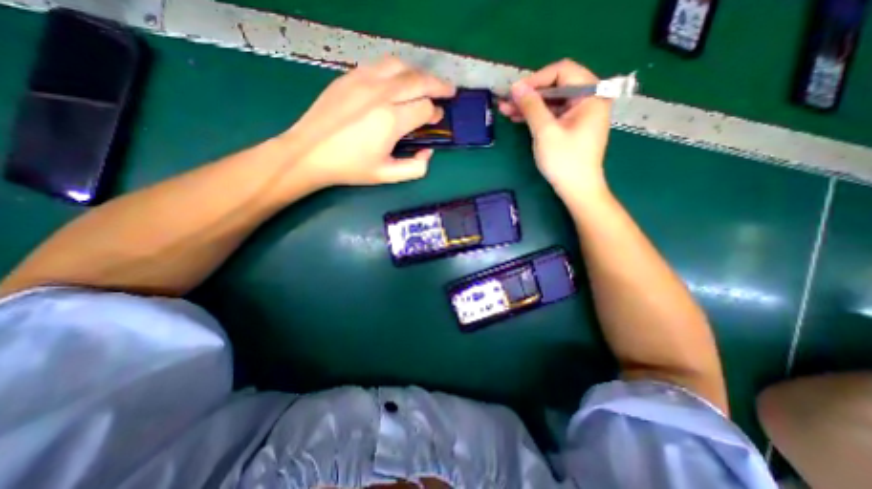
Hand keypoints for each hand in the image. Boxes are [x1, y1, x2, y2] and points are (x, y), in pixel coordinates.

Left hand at [279, 55, 456, 187]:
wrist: (309, 152)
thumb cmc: (350, 167)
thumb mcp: (387, 175)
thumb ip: (415, 168)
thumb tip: (427, 152)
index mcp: (391, 120)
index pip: (425, 107)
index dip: (435, 113)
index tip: (436, 119)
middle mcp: (381, 94)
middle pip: (419, 80)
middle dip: (439, 85)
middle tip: (449, 91)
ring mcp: (364, 80)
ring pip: (401, 67)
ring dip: (419, 74)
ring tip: (426, 84)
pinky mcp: (350, 76)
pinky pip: (381, 65)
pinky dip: (397, 71)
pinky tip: (398, 81)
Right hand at [498, 60, 611, 203]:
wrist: (577, 189)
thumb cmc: (564, 161)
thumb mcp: (545, 131)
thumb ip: (532, 106)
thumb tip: (516, 86)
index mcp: (591, 94)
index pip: (562, 71)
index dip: (536, 79)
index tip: (515, 91)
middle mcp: (588, 99)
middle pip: (556, 86)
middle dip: (529, 93)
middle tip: (506, 100)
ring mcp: (579, 113)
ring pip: (551, 101)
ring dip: (528, 105)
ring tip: (505, 109)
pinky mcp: (571, 126)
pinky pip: (552, 114)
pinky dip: (535, 116)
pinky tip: (517, 117)